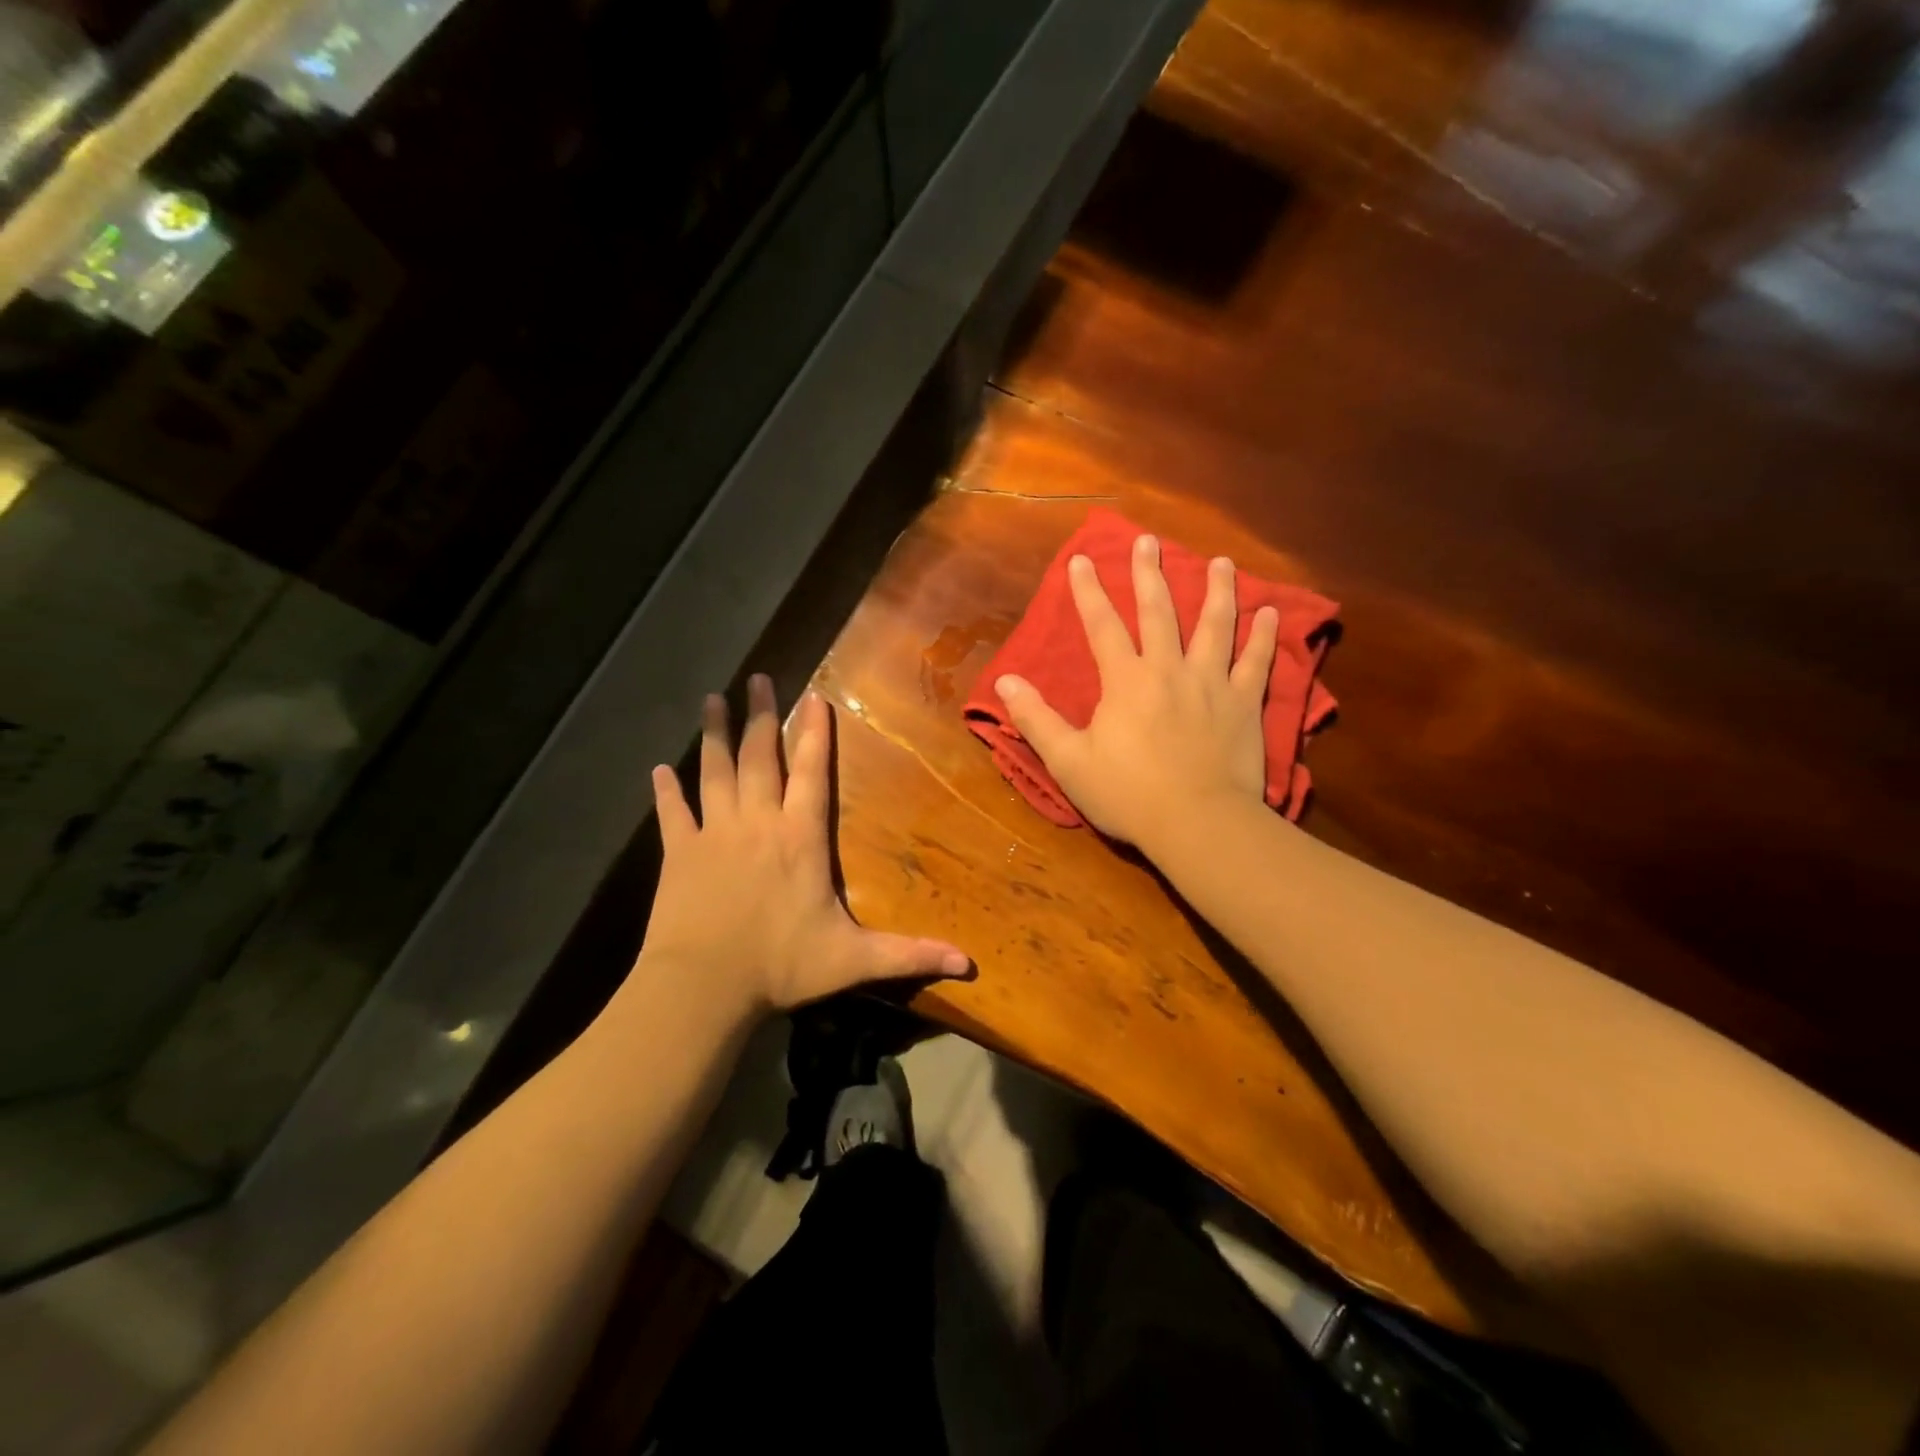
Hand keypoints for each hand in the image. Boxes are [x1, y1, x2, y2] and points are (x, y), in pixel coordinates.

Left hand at [641, 675, 971, 1014]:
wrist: (702, 987)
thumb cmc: (780, 967)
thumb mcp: (853, 960)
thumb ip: (909, 955)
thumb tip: (969, 964)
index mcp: (800, 838)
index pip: (811, 773)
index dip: (814, 734)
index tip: (814, 696)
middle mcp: (758, 823)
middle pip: (759, 758)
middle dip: (761, 716)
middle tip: (758, 679)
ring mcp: (714, 834)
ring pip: (715, 772)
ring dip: (715, 735)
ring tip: (712, 699)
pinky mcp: (678, 853)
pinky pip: (672, 813)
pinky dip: (667, 790)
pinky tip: (660, 768)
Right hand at [996, 534, 1278, 852]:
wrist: (1197, 823)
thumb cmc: (1127, 794)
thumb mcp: (1069, 761)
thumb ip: (1037, 719)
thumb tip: (1006, 682)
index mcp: (1125, 681)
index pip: (1102, 626)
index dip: (1089, 591)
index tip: (1081, 559)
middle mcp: (1169, 669)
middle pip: (1159, 612)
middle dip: (1150, 574)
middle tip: (1148, 540)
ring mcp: (1211, 683)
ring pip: (1215, 626)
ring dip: (1218, 591)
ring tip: (1221, 563)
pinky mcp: (1244, 704)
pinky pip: (1256, 662)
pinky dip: (1265, 636)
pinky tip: (1271, 612)